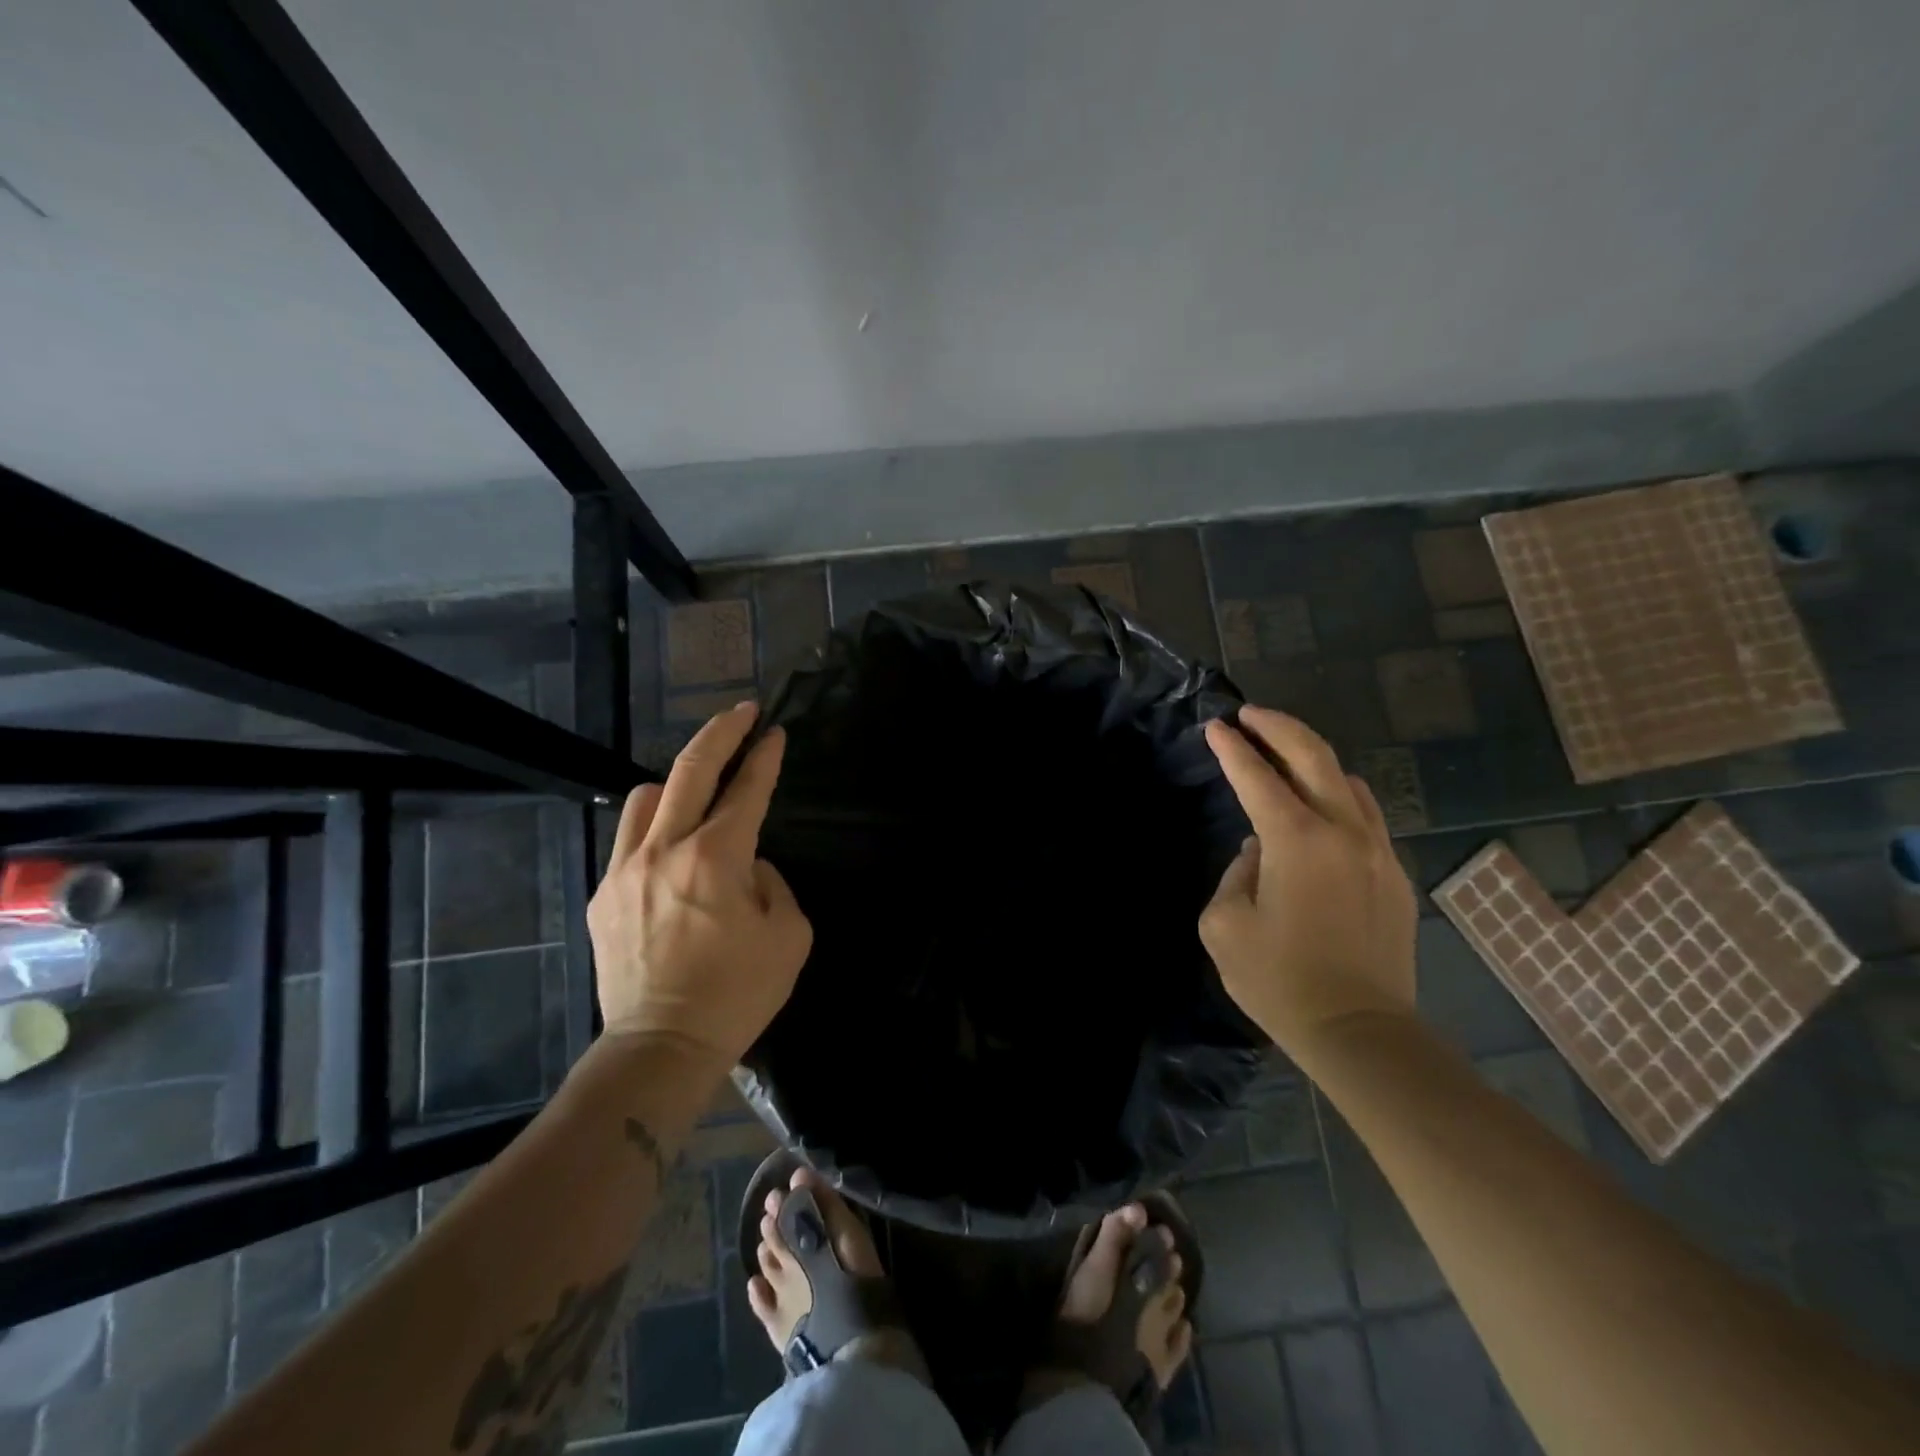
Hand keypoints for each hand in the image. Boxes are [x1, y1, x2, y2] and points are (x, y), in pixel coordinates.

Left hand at [587, 702, 811, 1065]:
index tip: (773, 732)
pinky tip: (672, 848)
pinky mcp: (603, 894)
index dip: (764, 756)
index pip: (746, 789)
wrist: (661, 1046)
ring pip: (647, 795)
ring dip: (680, 781)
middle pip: (690, 769)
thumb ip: (774, 883)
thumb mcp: (790, 936)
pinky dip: (656, 826)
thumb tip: (748, 864)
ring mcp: (626, 870)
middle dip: (720, 732)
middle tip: (741, 713)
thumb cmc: (737, 994)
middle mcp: (666, 850)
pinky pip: (629, 838)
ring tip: (701, 792)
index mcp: (717, 859)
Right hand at [1199, 707, 1416, 1058]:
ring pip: (1347, 780)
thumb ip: (1235, 874)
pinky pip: (1366, 814)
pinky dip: (1337, 794)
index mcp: (1296, 841)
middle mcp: (1343, 831)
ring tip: (1283, 756)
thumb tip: (1258, 853)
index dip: (1233, 748)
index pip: (1258, 776)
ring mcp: (1377, 850)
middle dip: (1278, 727)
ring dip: (1311, 759)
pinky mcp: (1394, 874)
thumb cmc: (1279, 981)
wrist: (1360, 1032)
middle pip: (1314, 756)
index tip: (1215, 726)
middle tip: (1250, 716)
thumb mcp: (1225, 925)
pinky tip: (1319, 806)